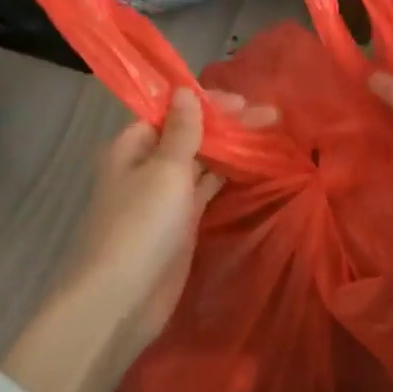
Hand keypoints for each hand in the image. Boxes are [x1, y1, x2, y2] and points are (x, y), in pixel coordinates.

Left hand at [4, 88, 273, 391]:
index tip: (243, 102)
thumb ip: (182, 132)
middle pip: (189, 135)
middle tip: (270, 116)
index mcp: (132, 147)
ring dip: (230, 148)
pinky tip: (252, 165)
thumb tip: (184, 91)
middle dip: (226, 124)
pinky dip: (227, 176)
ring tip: (269, 134)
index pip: (171, 112)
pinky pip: (206, 190)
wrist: (122, 300)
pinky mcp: (181, 223)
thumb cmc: (140, 225)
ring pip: (201, 162)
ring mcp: (164, 197)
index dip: (206, 103)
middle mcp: (146, 166)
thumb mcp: (164, 170)